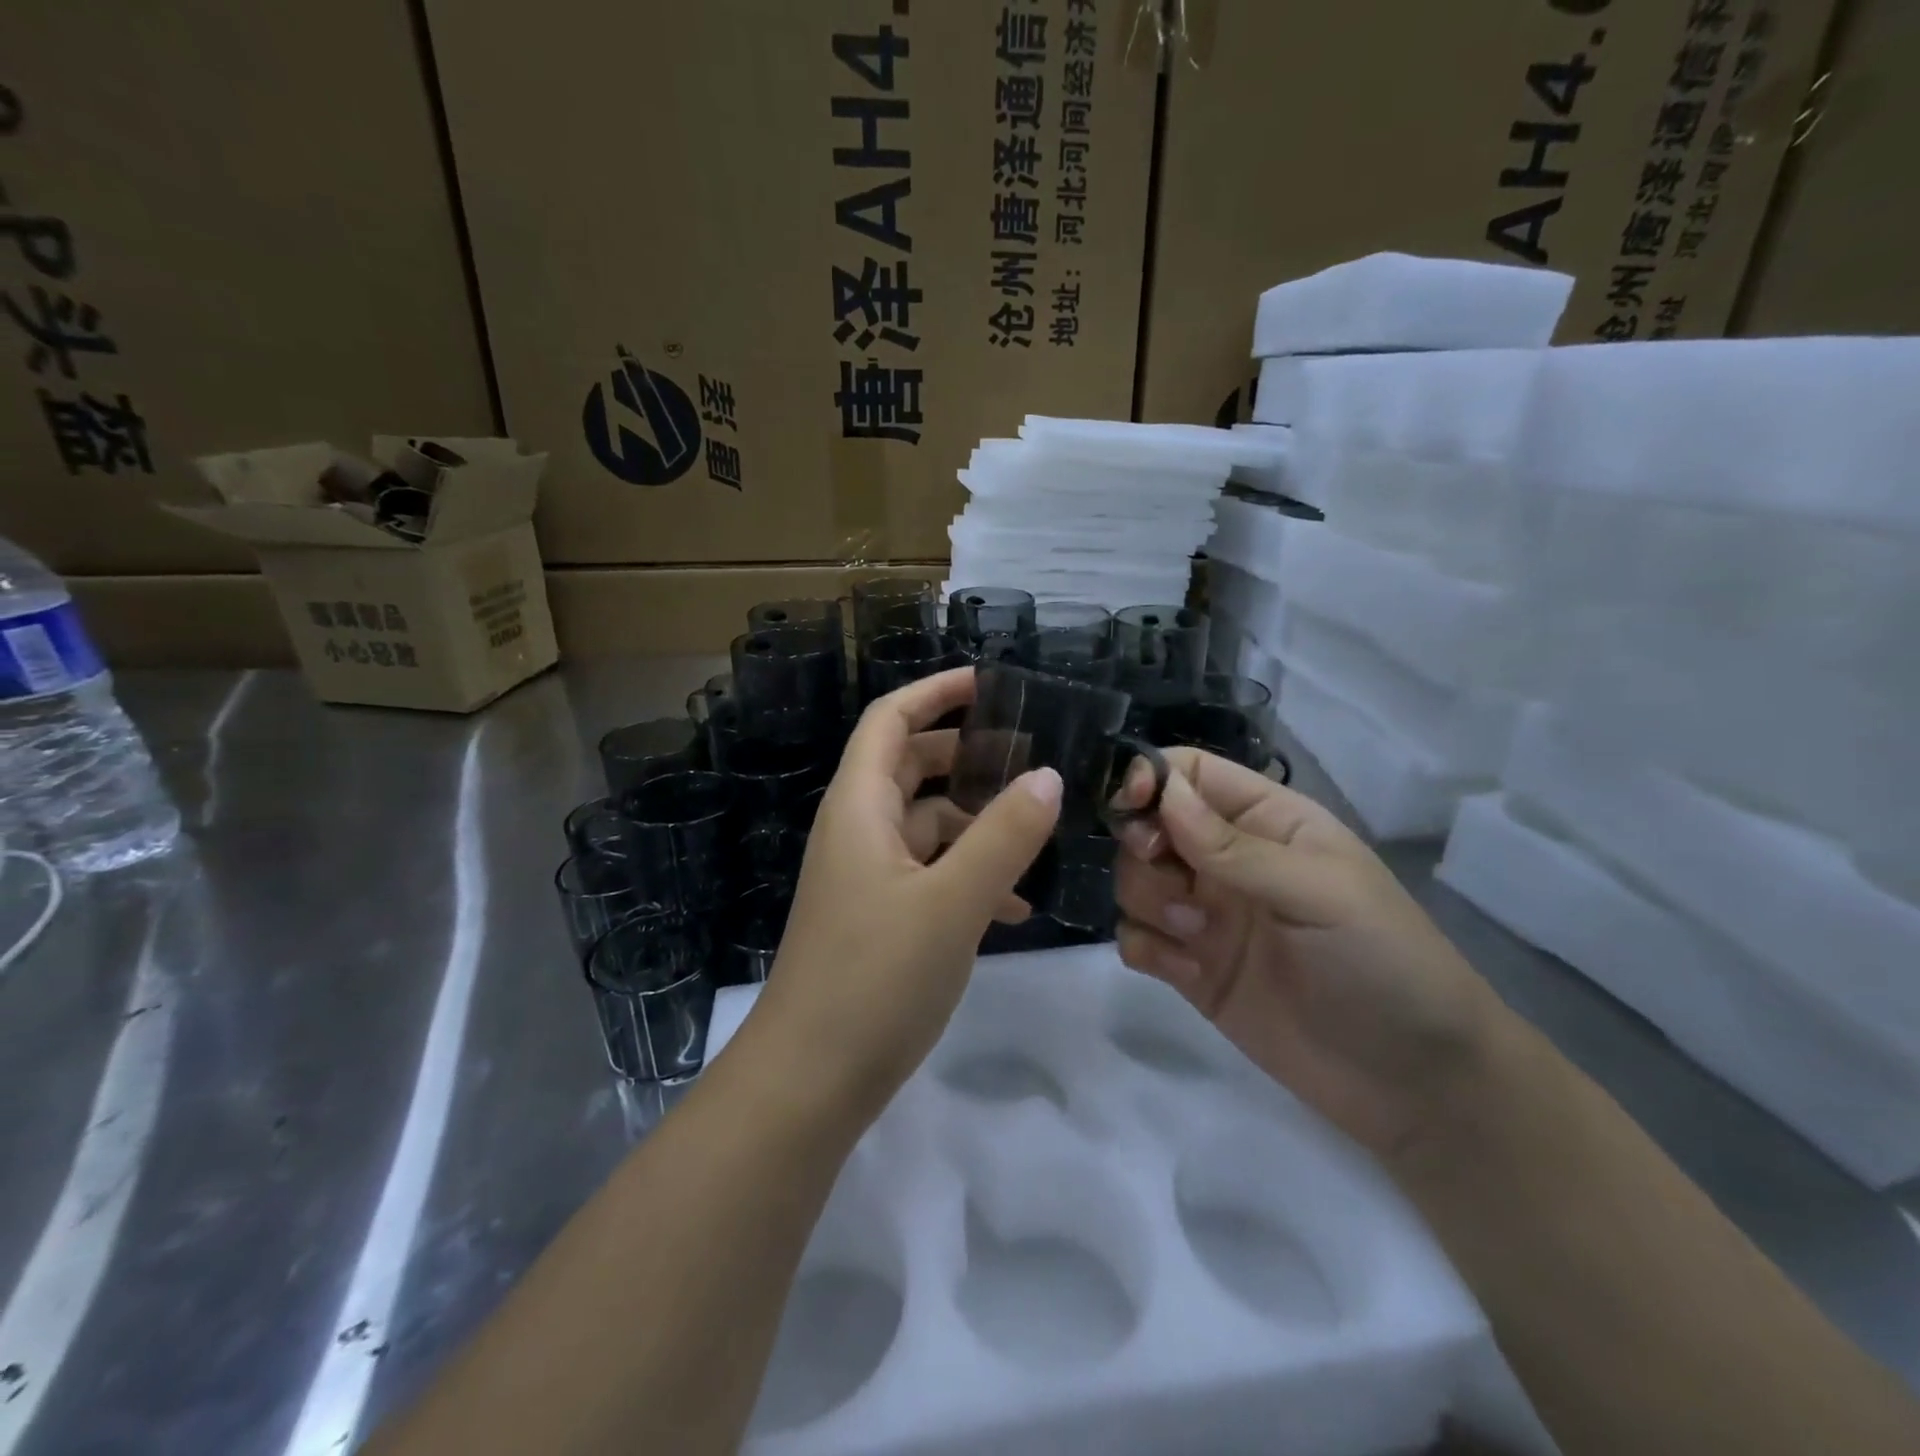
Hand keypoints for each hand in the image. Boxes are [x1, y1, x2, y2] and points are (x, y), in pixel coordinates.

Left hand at [754, 668, 1062, 1110]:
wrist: (810, 1081)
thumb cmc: (876, 978)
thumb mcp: (952, 902)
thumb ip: (1004, 835)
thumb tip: (1047, 775)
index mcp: (859, 807)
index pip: (891, 720)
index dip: (936, 692)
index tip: (990, 682)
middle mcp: (857, 831)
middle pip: (911, 767)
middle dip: (966, 755)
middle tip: (1029, 755)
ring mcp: (866, 877)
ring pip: (926, 825)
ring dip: (976, 824)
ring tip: (1037, 836)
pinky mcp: (878, 918)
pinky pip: (928, 874)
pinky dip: (967, 875)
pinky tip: (1013, 907)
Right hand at [1111, 749, 1508, 1160]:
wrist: (1414, 1084)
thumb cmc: (1384, 962)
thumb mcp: (1319, 892)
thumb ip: (1234, 846)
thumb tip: (1163, 794)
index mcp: (1266, 822)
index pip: (1190, 774)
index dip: (1151, 778)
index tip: (1132, 807)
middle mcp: (1226, 860)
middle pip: (1148, 825)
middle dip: (1143, 846)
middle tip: (1175, 881)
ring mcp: (1206, 915)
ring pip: (1134, 880)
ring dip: (1149, 900)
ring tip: (1198, 934)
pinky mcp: (1190, 968)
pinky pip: (1135, 938)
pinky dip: (1147, 948)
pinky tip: (1190, 972)